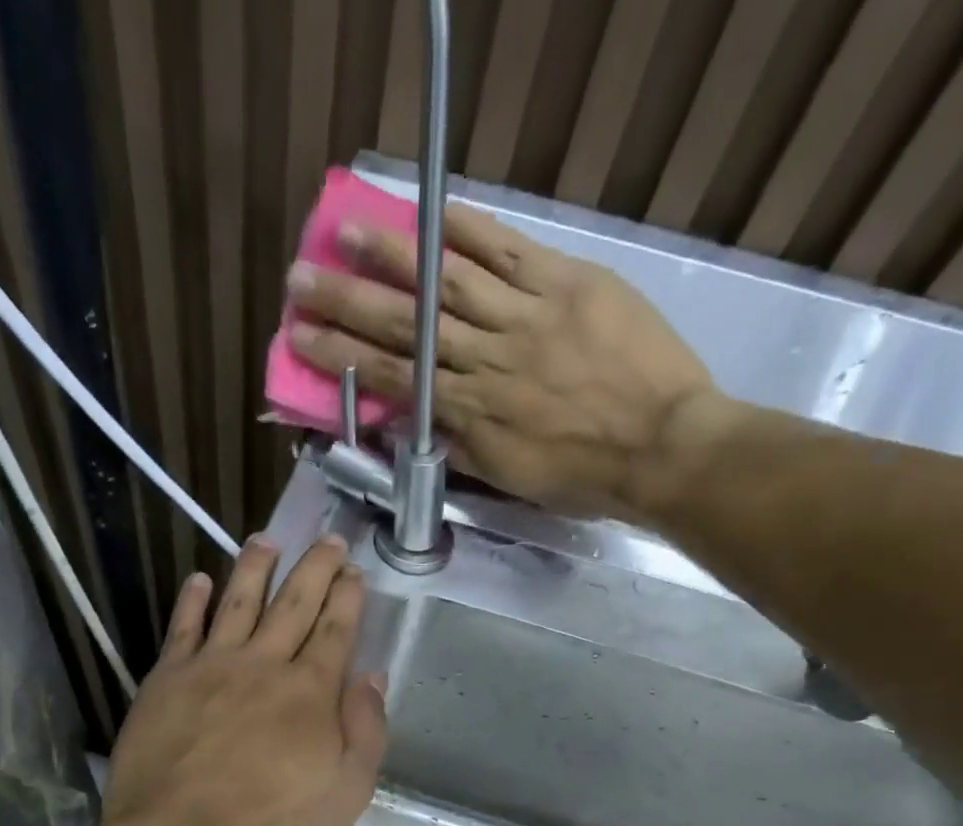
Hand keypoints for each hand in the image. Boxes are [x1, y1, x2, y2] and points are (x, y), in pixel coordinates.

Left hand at [102, 534, 387, 825]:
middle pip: (293, 605)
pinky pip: (182, 629)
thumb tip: (371, 677)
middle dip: (314, 569)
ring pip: (237, 603)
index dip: (347, 598)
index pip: (335, 631)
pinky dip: (191, 601)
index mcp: (310, 691)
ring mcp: (210, 667)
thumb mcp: (346, 792)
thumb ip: (365, 730)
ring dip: (254, 569)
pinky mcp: (165, 680)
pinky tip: (198, 580)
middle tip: (327, 540)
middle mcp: (263, 665)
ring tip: (265, 540)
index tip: (354, 571)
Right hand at [285, 204, 718, 521]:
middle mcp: (485, 358)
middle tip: (302, 280)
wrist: (661, 448)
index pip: (393, 376)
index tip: (301, 338)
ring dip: (395, 257)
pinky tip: (433, 212)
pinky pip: (511, 251)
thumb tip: (408, 420)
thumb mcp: (506, 476)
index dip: (342, 355)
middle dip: (348, 302)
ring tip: (350, 233)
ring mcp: (526, 316)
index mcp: (469, 410)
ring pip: (449, 282)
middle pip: (406, 324)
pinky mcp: (567, 284)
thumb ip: (455, 443)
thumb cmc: (581, 475)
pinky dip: (470, 231)